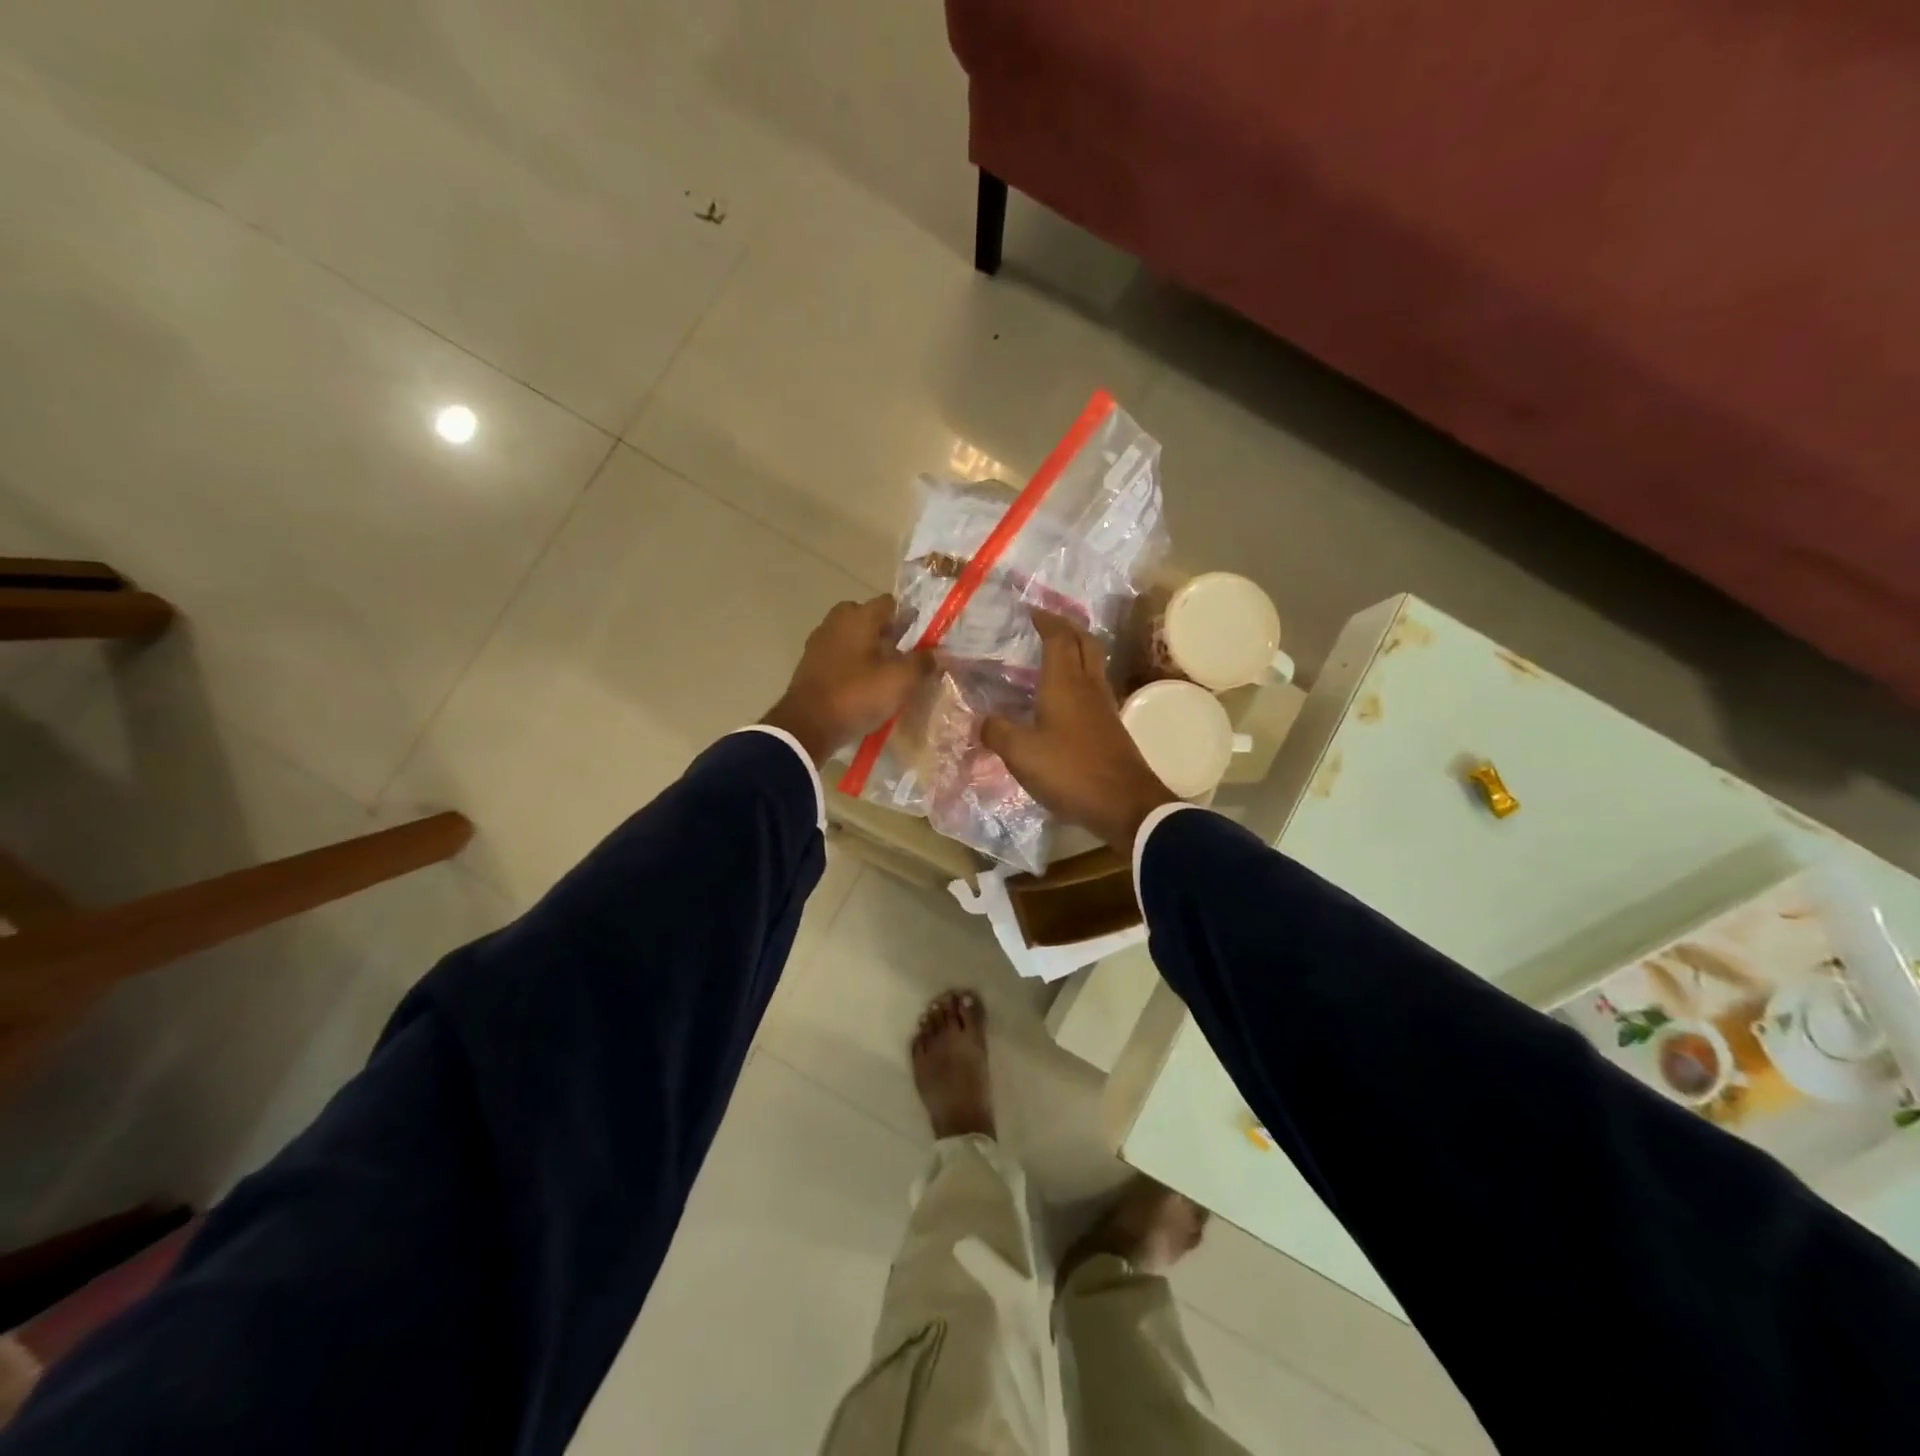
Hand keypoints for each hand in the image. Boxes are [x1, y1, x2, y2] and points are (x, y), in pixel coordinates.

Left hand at [762, 595, 933, 764]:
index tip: (922, 639)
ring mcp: (819, 642)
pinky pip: (840, 656)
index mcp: (859, 616)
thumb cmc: (857, 694)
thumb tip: (940, 653)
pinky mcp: (810, 665)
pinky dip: (853, 665)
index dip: (909, 618)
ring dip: (870, 650)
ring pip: (853, 638)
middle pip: (869, 619)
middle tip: (903, 657)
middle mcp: (836, 621)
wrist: (807, 726)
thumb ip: (923, 663)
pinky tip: (864, 685)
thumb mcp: (900, 681)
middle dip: (887, 633)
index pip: (891, 603)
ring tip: (886, 674)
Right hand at [982, 610, 1178, 853]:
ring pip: (1092, 665)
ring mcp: (1104, 707)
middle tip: (1046, 625)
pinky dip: (1078, 680)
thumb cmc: (1071, 770)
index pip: (1059, 637)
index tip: (1030, 611)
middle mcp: (1088, 686)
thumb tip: (982, 720)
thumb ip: (997, 732)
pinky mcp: (1111, 728)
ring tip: (1051, 657)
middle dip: (1066, 628)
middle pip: (1084, 643)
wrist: (1125, 804)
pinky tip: (1062, 698)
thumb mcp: (1021, 753)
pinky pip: (1093, 689)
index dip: (1045, 620)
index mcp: (1065, 682)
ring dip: (1075, 652)